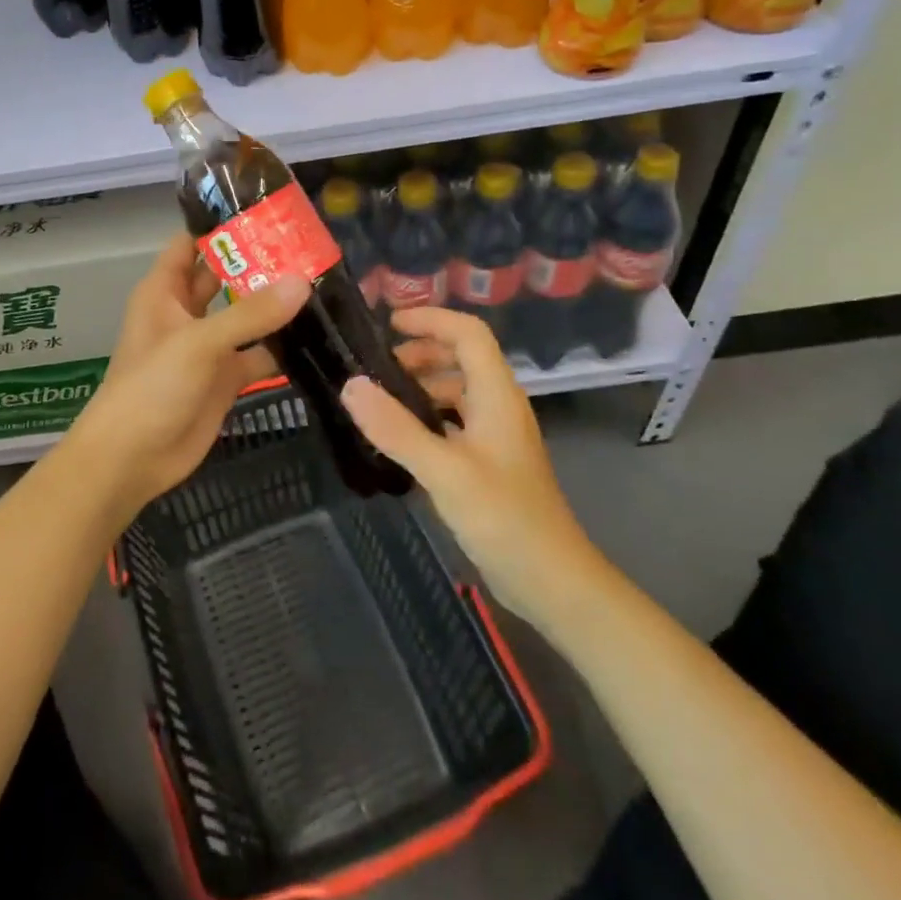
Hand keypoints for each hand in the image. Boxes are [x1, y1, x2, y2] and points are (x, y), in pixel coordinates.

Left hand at [61, 233, 308, 520]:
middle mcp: (187, 312)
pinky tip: (320, 335)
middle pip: (226, 276)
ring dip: (277, 304)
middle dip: (261, 262)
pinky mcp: (227, 378)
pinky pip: (259, 354)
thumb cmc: (151, 388)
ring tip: (326, 281)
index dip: (223, 226)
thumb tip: (303, 281)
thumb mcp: (198, 343)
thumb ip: (250, 314)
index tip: (269, 210)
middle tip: (311, 245)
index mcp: (166, 291)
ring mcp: (209, 346)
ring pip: (247, 315)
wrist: (133, 459)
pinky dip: (283, 347)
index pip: (193, 243)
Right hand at [344, 307, 599, 621]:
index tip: (388, 325)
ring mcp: (494, 437)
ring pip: (456, 392)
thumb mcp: (444, 471)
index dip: (431, 320)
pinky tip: (399, 440)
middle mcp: (498, 407)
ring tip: (379, 403)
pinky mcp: (487, 463)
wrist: (550, 580)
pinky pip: (452, 423)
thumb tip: (350, 385)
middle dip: (420, 353)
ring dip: (420, 387)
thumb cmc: (503, 517)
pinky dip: (426, 418)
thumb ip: (396, 428)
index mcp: (496, 396)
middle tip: (376, 370)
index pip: (469, 334)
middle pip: (461, 358)